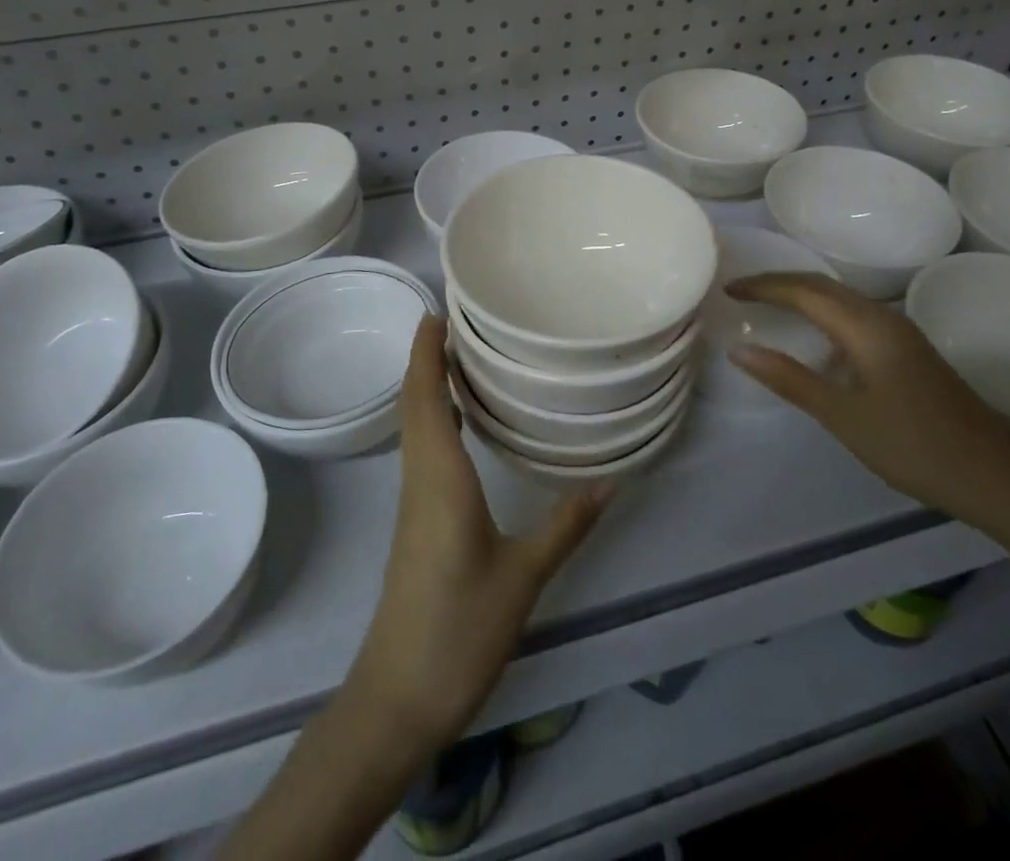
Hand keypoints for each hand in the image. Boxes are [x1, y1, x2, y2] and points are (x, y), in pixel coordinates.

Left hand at [346, 316, 609, 751]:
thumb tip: (611, 482)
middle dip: (426, 357)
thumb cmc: (458, 630)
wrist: (398, 697)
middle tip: (456, 320)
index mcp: (439, 477)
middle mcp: (419, 478)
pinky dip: (431, 417)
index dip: (425, 352)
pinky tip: (457, 422)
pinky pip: (420, 450)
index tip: (436, 312)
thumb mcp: (523, 577)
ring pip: (414, 426)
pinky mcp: (415, 522)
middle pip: (414, 403)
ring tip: (460, 356)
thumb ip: (565, 526)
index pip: (425, 397)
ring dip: (427, 384)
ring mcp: (412, 502)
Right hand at [726, 273, 1009, 537]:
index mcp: (865, 328)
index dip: (763, 287)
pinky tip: (814, 335)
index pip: (803, 291)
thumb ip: (790, 379)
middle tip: (741, 291)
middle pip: (822, 284)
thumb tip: (739, 350)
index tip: (728, 289)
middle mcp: (882, 317)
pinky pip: (854, 313)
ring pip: (840, 297)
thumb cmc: (914, 447)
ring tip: (767, 304)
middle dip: (779, 282)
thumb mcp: (843, 416)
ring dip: (801, 293)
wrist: (997, 477)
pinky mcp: (908, 349)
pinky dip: (823, 311)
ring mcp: (900, 332)